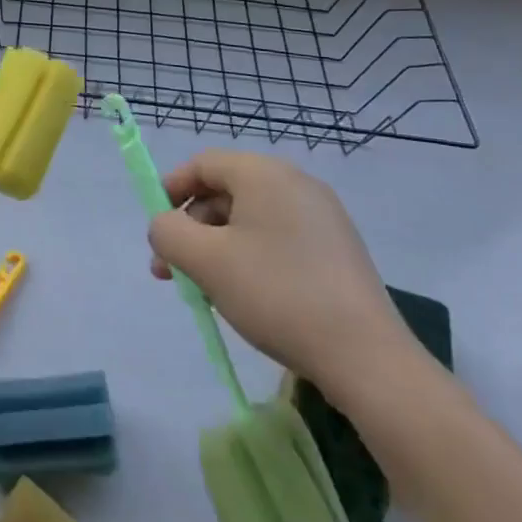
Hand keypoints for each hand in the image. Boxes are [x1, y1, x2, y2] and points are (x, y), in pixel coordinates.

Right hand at [148, 151, 414, 404]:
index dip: (171, 189)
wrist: (366, 357)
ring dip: (216, 247)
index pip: (203, 164)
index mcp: (264, 173)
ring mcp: (321, 216)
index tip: (155, 227)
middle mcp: (295, 183)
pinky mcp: (337, 249)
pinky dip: (249, 257)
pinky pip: (277, 239)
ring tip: (201, 290)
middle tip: (170, 271)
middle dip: (191, 229)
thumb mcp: (206, 261)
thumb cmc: (277, 294)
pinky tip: (243, 295)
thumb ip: (168, 232)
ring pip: (250, 220)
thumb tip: (164, 226)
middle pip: (225, 192)